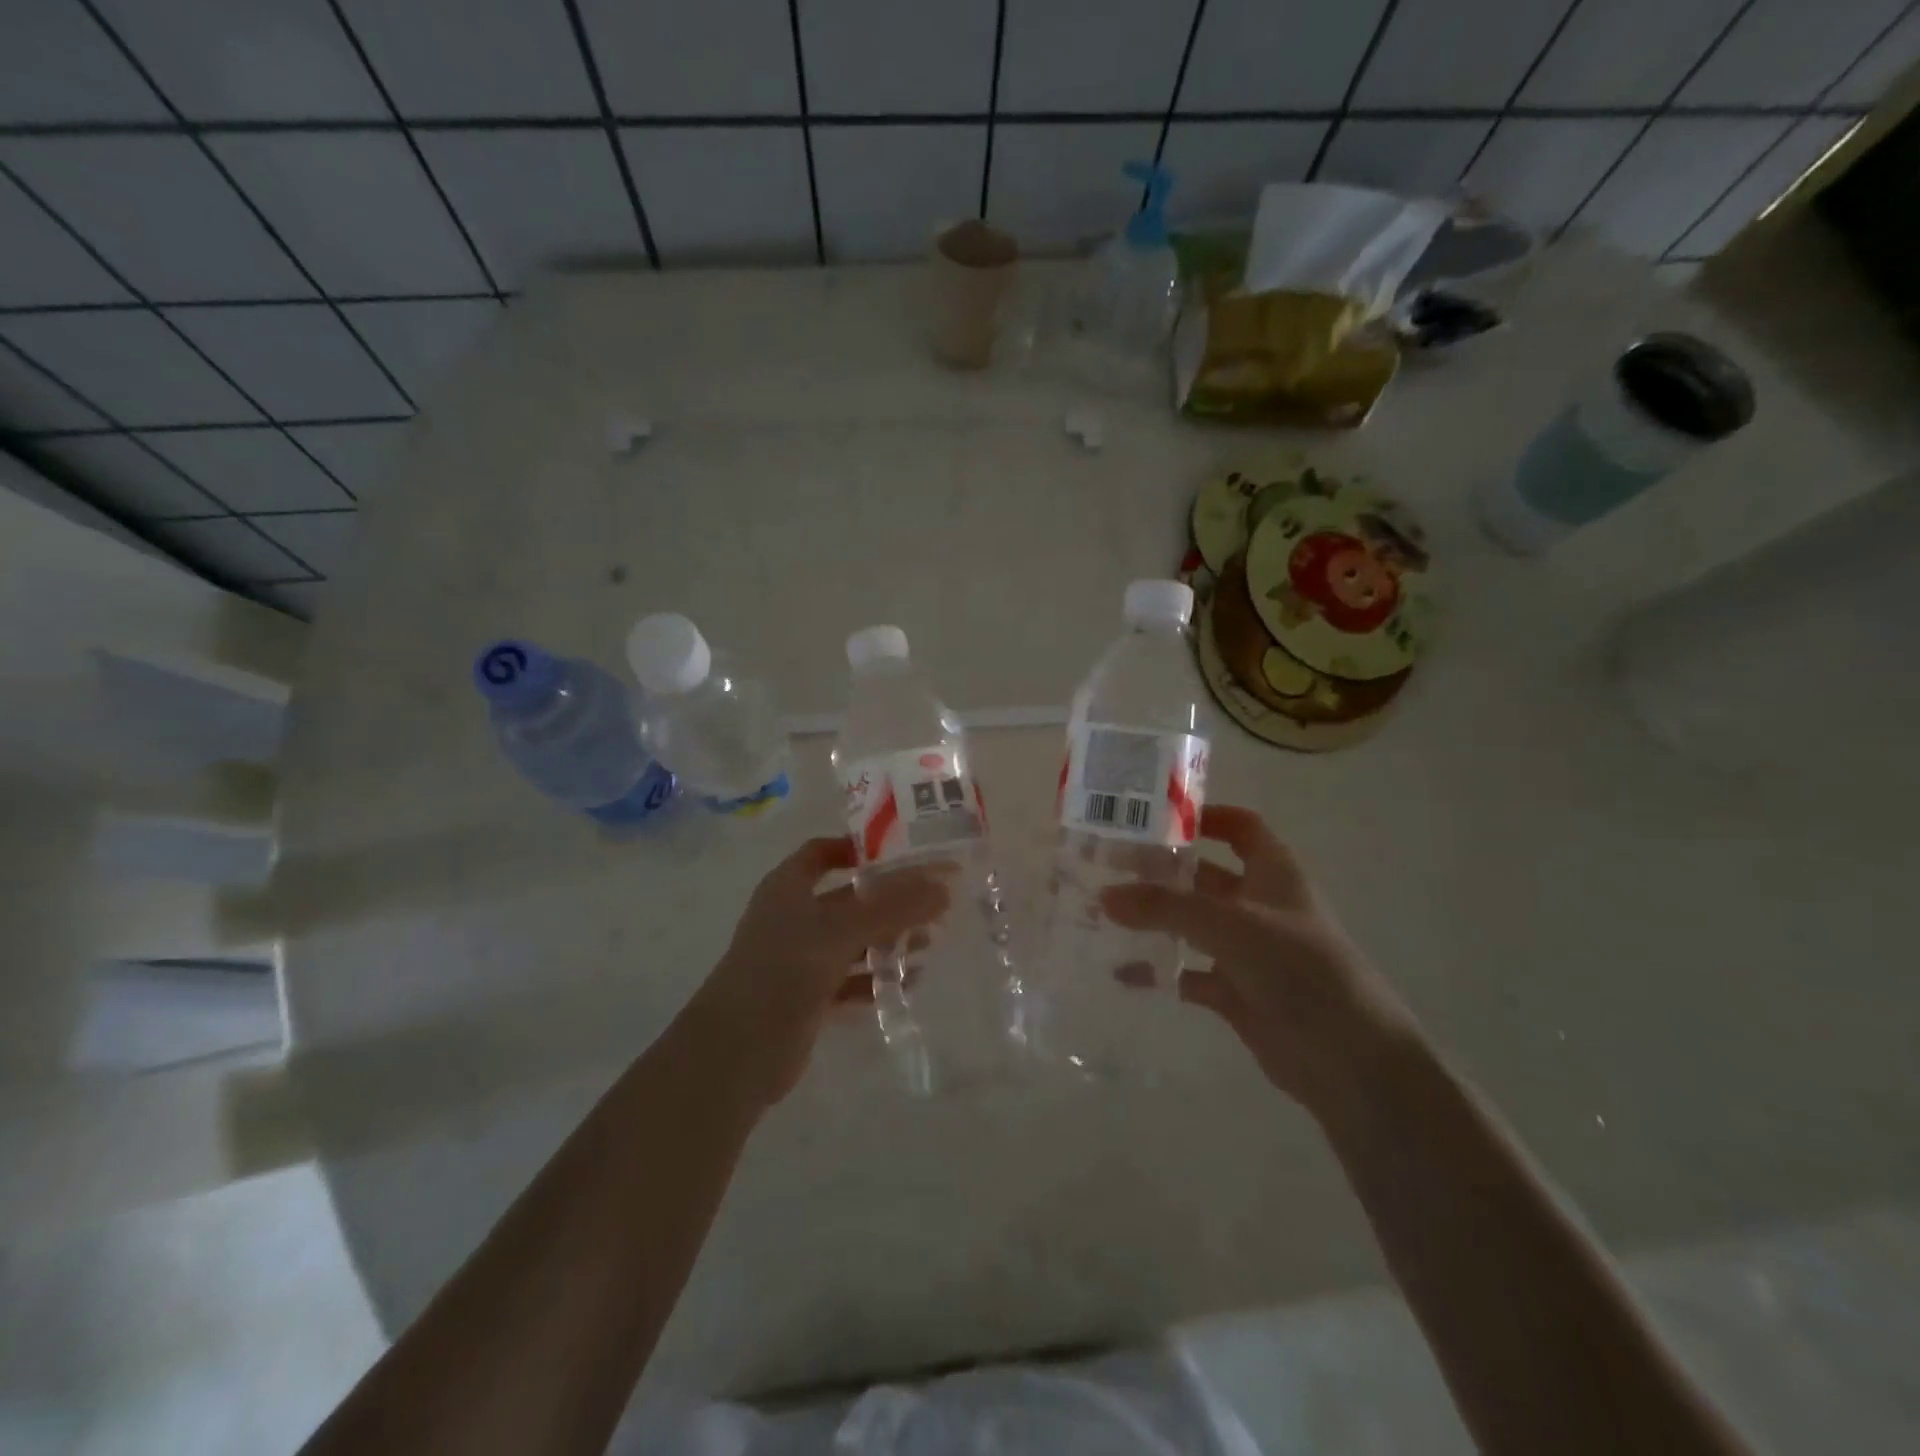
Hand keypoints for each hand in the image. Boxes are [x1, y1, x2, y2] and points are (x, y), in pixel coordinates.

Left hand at [690, 836, 950, 1106]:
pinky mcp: (807, 996)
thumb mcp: (842, 931)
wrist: (735, 1053)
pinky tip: (909, 983)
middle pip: (847, 898)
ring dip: (888, 940)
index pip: (823, 852)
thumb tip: (945, 886)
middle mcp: (793, 917)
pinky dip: (876, 978)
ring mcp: (798, 959)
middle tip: (933, 903)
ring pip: (852, 940)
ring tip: (930, 943)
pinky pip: (850, 978)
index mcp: (788, 887)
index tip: (902, 853)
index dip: (858, 849)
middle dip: (889, 901)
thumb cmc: (783, 971)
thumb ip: (894, 908)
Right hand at [1101, 804, 1416, 1121]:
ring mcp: (1248, 951)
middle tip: (1108, 865)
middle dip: (1161, 870)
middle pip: (1205, 875)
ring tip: (1102, 912)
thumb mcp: (1229, 924)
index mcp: (1275, 873)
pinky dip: (1160, 970)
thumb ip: (1165, 906)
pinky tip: (1121, 972)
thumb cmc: (1299, 969)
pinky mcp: (1237, 992)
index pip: (1241, 827)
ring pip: (1193, 924)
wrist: (1349, 1060)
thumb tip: (1105, 895)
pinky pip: (1189, 973)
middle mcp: (1260, 905)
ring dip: (1154, 919)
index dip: (1206, 816)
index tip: (1154, 816)